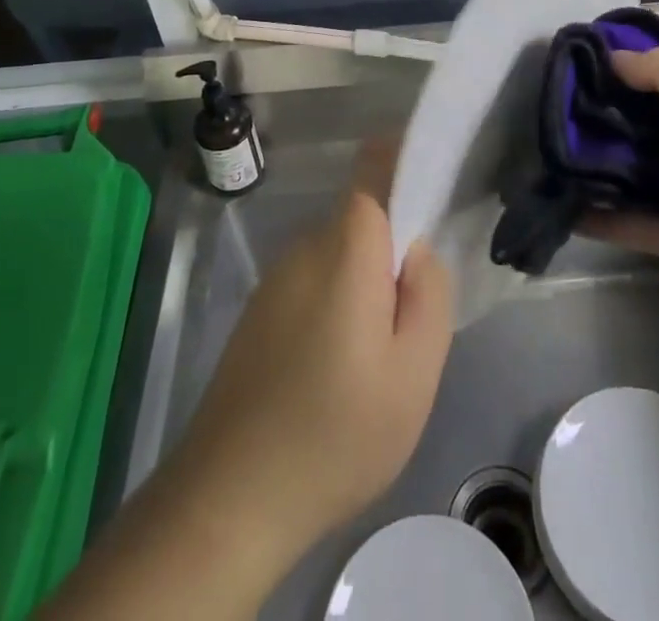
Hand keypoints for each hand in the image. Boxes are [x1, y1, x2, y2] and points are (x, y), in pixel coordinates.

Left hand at [175, 191, 452, 561]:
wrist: (227, 500)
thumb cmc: (335, 435)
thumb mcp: (414, 375)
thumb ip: (430, 296)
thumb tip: (418, 250)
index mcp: (346, 249)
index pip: (372, 169)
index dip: (401, 159)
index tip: (430, 187)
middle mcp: (305, 248)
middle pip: (361, 222)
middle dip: (392, 255)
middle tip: (408, 326)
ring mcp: (275, 280)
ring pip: (338, 259)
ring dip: (362, 289)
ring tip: (370, 366)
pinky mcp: (256, 313)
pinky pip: (311, 286)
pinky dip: (333, 310)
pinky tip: (330, 379)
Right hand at [586, 46, 658, 357]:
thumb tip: (616, 57)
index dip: (642, 52)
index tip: (590, 51)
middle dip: (614, 107)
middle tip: (558, 102)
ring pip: (649, 170)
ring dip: (607, 163)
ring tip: (552, 151)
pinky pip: (647, 224)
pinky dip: (611, 220)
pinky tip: (568, 209)